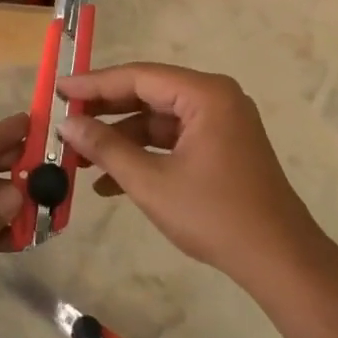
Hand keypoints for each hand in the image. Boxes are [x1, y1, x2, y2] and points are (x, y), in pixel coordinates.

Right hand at [56, 63, 321, 286]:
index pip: (138, 77)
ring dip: (120, 139)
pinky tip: (109, 181)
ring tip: (79, 158)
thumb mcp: (151, 182)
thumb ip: (106, 147)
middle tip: (64, 121)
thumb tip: (67, 124)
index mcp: (205, 94)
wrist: (278, 260)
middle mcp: (215, 99)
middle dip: (104, 112)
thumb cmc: (214, 215)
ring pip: (157, 120)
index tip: (59, 90)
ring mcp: (220, 123)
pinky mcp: (220, 147)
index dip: (94, 84)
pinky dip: (143, 155)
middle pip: (148, 94)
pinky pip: (172, 140)